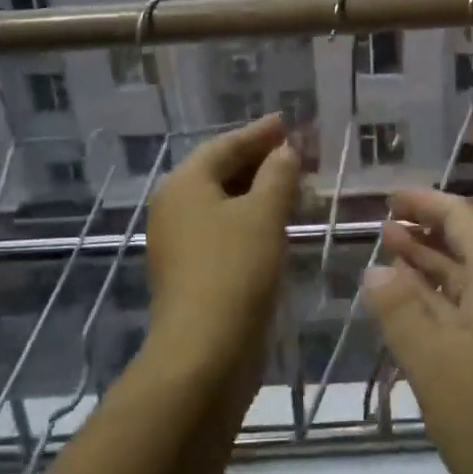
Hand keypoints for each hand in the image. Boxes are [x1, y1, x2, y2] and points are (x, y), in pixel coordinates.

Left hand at [143, 114, 302, 370]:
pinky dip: (251, 219)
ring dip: (259, 192)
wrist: (205, 351)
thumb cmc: (235, 269)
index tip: (287, 122)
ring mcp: (180, 243)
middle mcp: (175, 208)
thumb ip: (278, 174)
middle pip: (221, 172)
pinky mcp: (193, 271)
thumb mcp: (264, 213)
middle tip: (297, 153)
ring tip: (295, 186)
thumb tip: (285, 151)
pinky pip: (225, 230)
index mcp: (184, 185)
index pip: (225, 145)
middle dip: (261, 161)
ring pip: (224, 203)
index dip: (259, 133)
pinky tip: (278, 224)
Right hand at [365, 190, 472, 473]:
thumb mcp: (436, 364)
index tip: (390, 198)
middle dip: (428, 232)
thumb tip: (376, 270)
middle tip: (384, 226)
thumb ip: (401, 311)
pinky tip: (415, 317)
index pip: (466, 218)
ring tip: (390, 258)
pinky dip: (441, 306)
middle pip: (472, 246)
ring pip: (471, 284)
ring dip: (432, 268)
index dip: (428, 203)